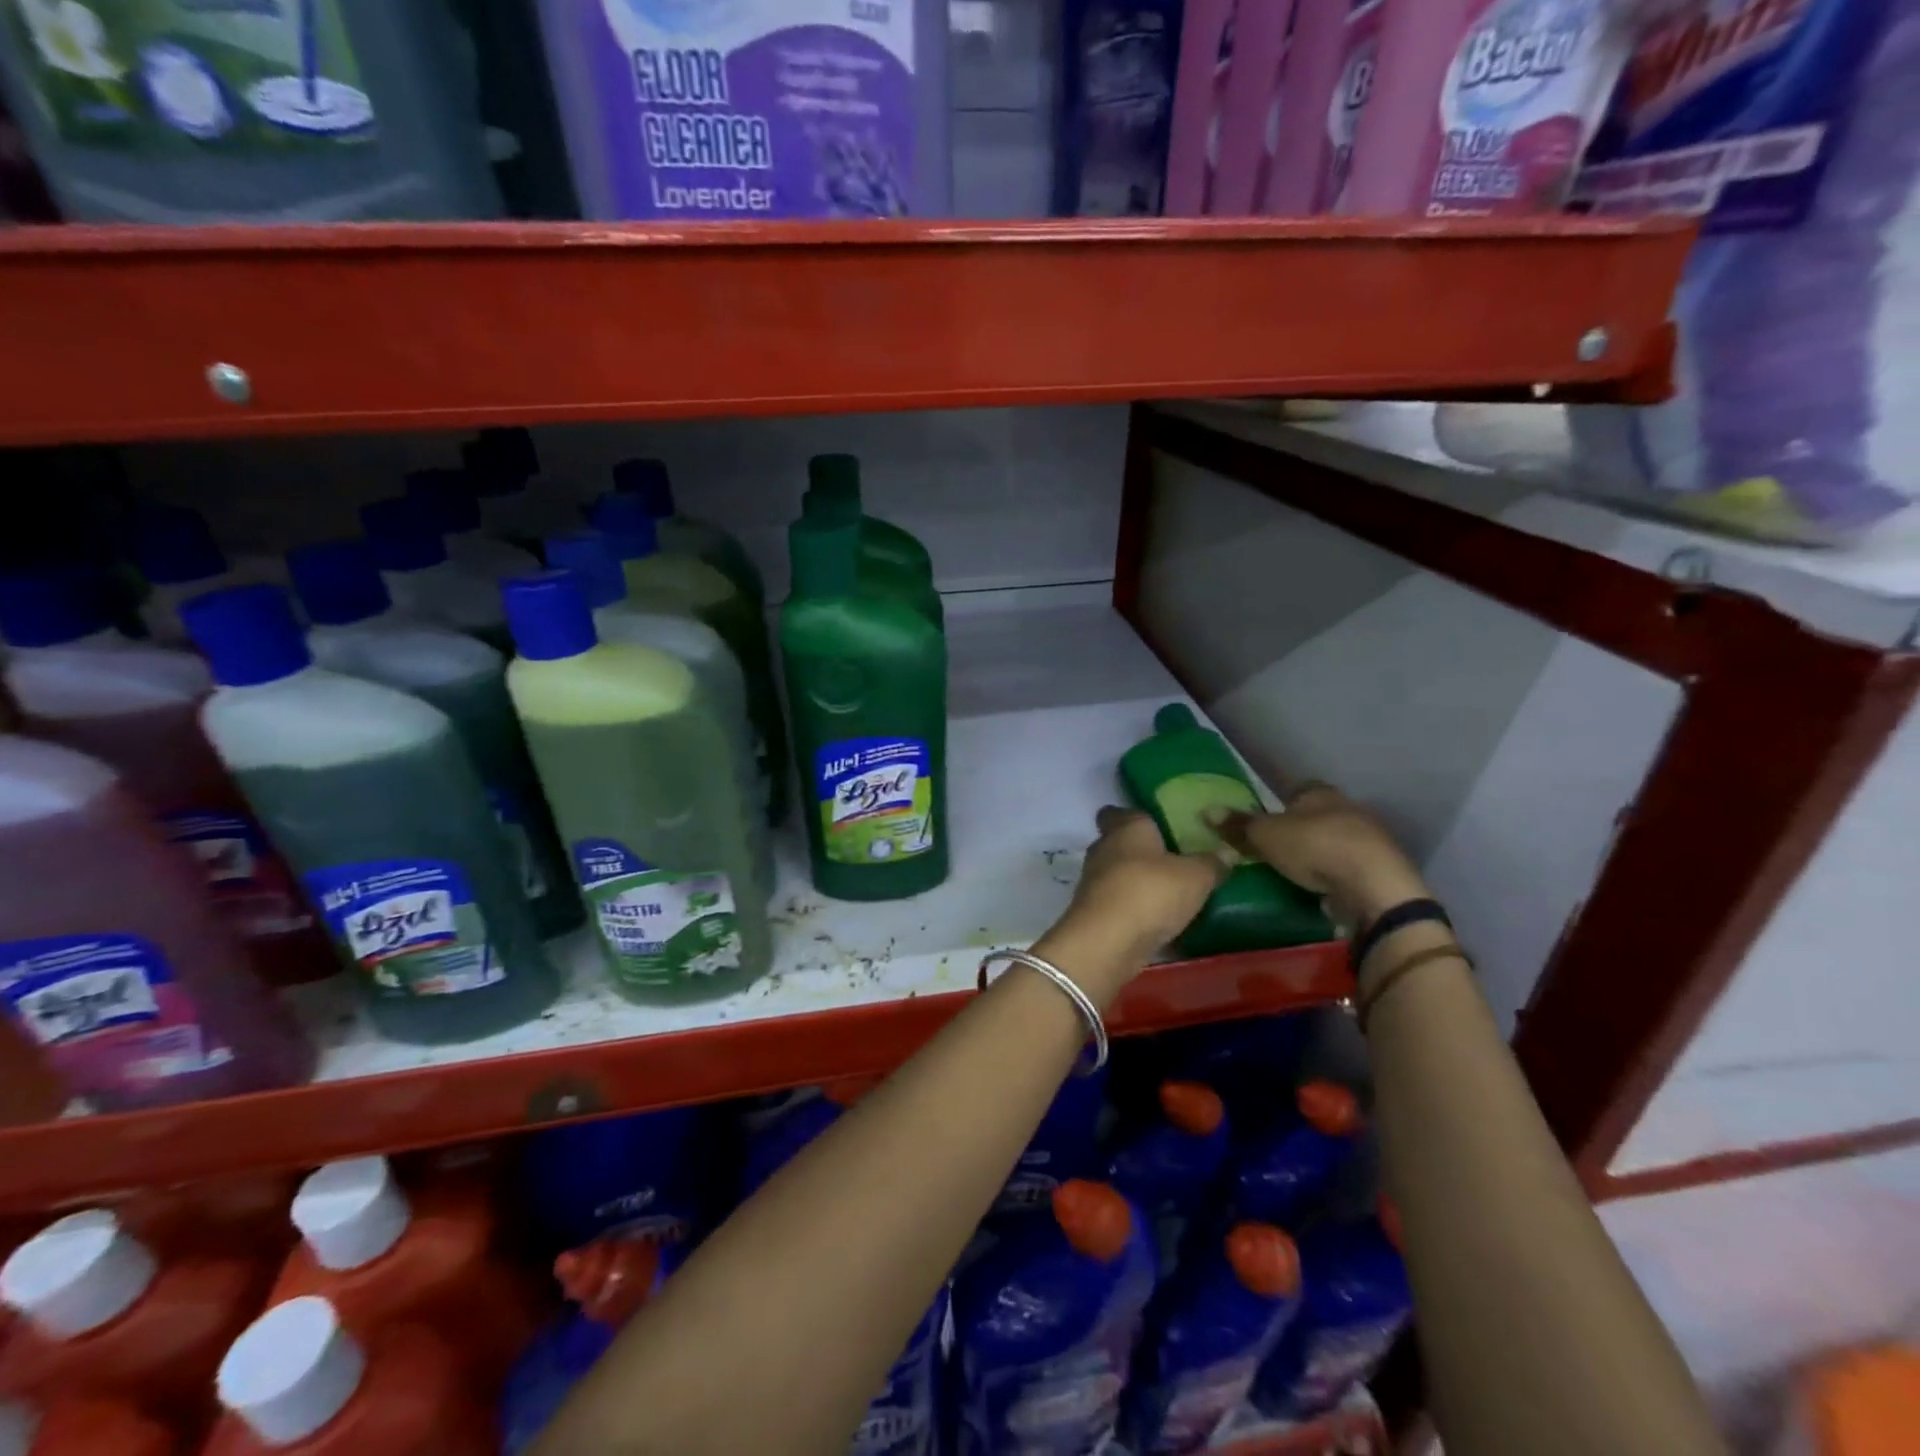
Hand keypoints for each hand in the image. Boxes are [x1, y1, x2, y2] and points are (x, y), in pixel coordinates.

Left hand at [1037, 808, 1227, 1001]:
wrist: (1108, 941)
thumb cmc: (1151, 892)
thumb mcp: (1196, 876)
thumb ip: (1212, 863)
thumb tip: (1226, 853)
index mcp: (1126, 828)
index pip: (1118, 812)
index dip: (1134, 817)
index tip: (1157, 826)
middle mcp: (1104, 848)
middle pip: (1120, 844)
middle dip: (1142, 853)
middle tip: (1174, 863)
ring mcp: (1093, 882)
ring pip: (1117, 874)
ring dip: (1138, 883)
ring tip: (1170, 894)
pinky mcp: (1093, 913)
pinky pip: (1117, 903)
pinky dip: (1133, 909)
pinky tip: (1157, 921)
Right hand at [1211, 784, 1428, 927]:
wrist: (1375, 885)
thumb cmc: (1314, 847)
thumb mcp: (1265, 836)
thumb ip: (1238, 825)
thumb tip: (1205, 810)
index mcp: (1320, 793)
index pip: (1300, 789)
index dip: (1283, 803)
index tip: (1269, 821)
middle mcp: (1349, 807)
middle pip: (1320, 814)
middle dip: (1303, 828)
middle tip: (1279, 849)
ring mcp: (1371, 838)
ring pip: (1339, 839)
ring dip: (1324, 852)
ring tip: (1300, 872)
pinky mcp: (1384, 868)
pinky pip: (1354, 866)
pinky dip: (1340, 874)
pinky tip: (1326, 889)